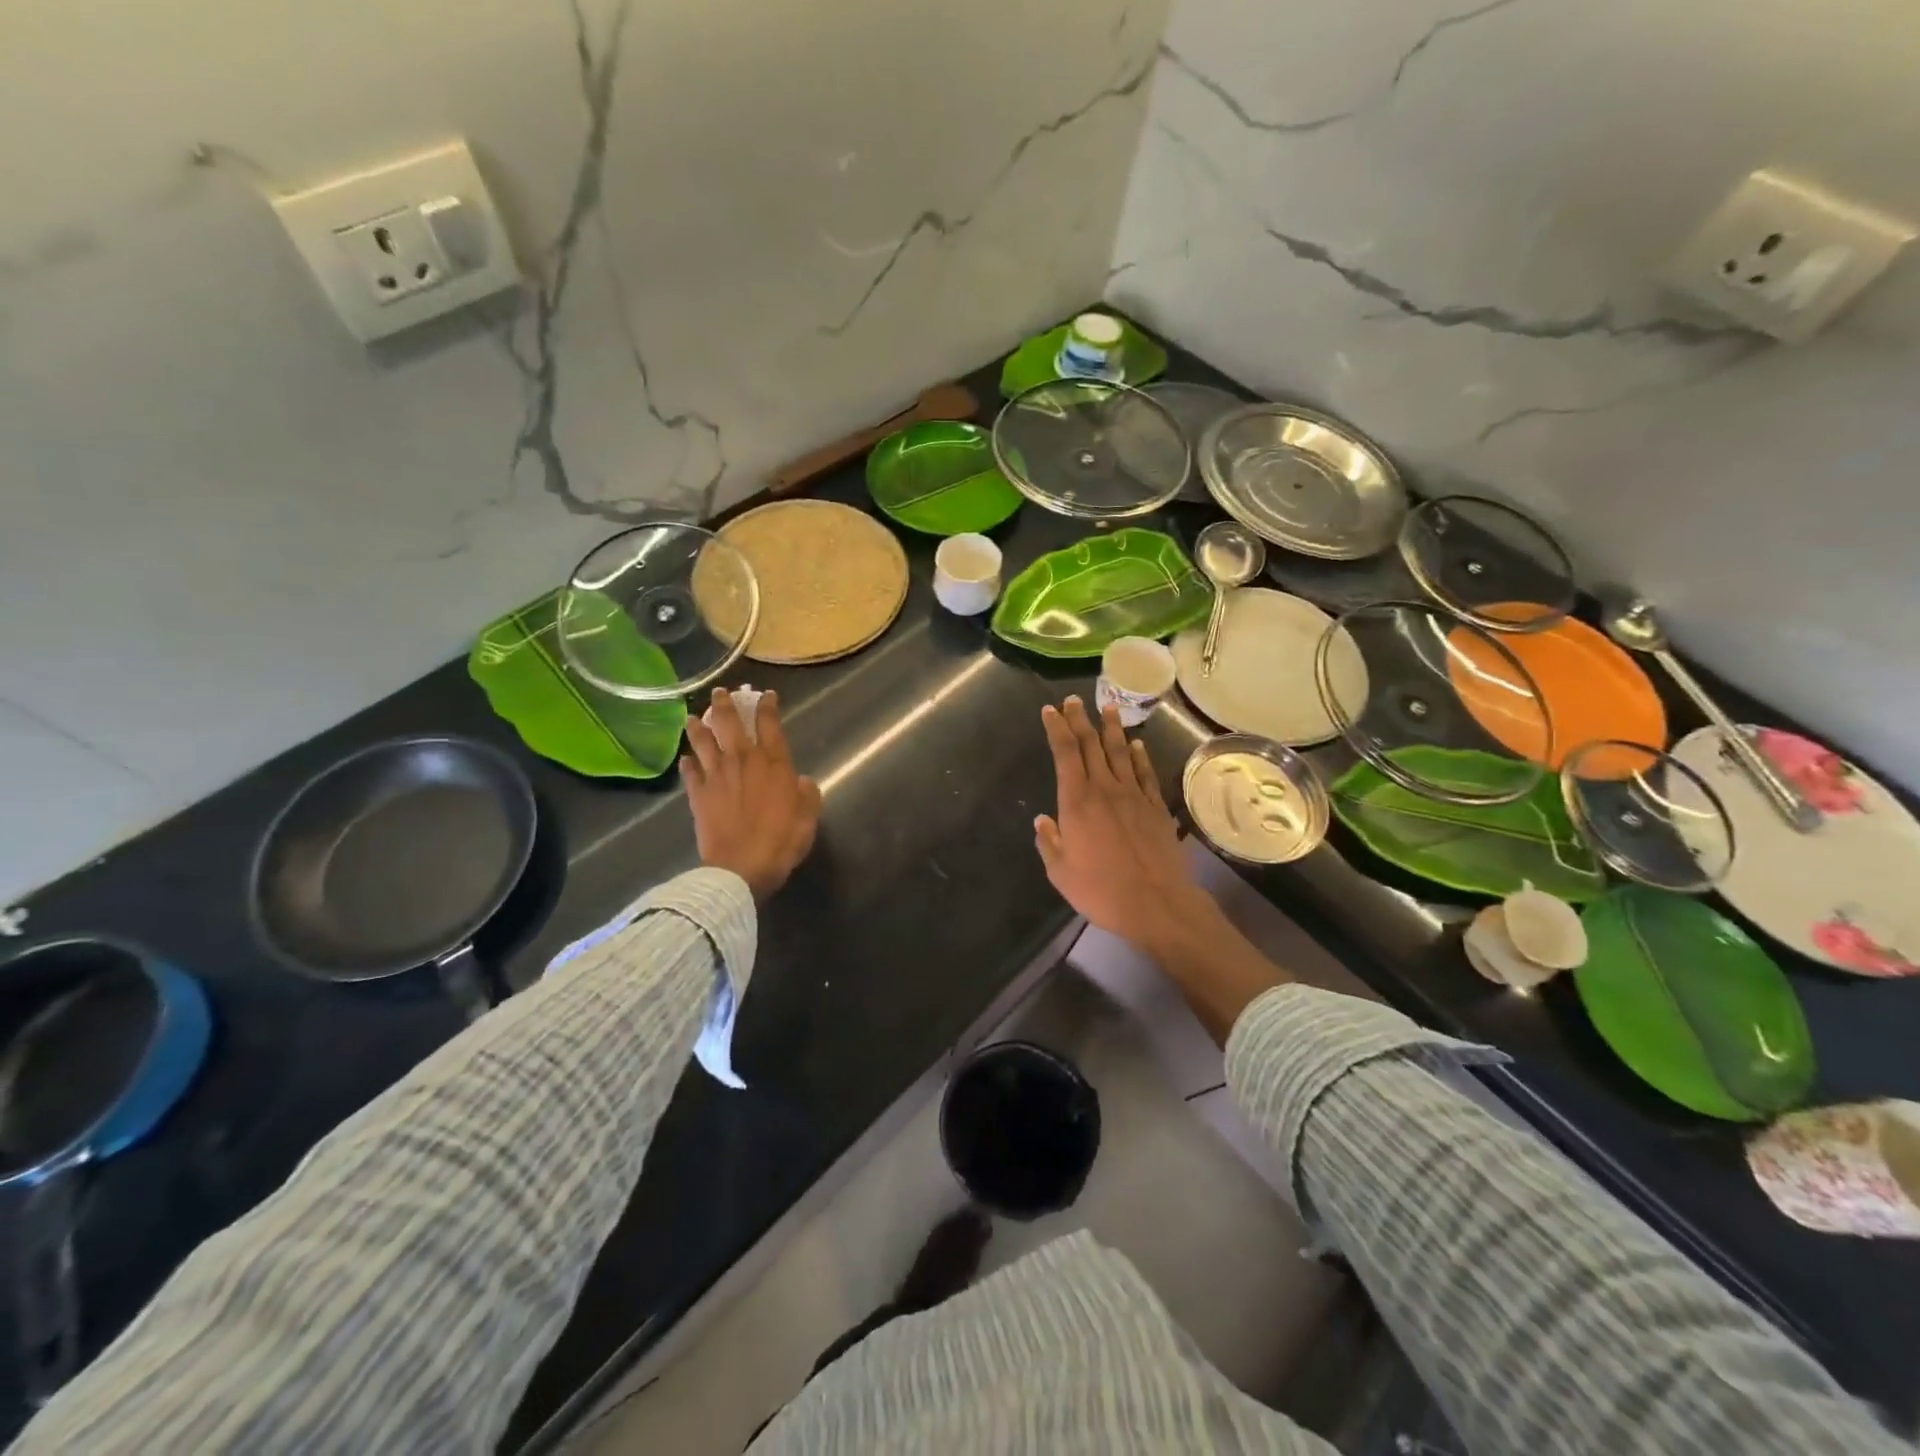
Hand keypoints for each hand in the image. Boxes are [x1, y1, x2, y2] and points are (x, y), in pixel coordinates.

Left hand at [683, 689, 821, 902]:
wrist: (742, 866)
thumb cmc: (781, 840)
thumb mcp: (809, 816)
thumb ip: (807, 793)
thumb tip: (801, 780)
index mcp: (773, 763)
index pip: (769, 724)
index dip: (767, 706)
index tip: (766, 695)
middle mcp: (742, 760)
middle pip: (729, 723)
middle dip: (725, 704)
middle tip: (720, 693)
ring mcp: (716, 775)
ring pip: (704, 741)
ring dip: (697, 726)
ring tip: (692, 716)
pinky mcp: (697, 794)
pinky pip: (689, 772)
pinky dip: (687, 763)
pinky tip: (684, 759)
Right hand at [1034, 697, 1208, 950]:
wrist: (1157, 904)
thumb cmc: (1101, 891)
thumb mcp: (1061, 873)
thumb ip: (1049, 843)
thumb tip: (1042, 821)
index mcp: (1077, 803)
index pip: (1065, 754)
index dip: (1057, 729)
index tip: (1050, 711)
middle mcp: (1105, 790)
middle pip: (1091, 745)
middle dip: (1079, 720)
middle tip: (1073, 700)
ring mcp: (1134, 796)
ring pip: (1120, 752)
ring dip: (1111, 728)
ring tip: (1106, 707)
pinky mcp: (1156, 807)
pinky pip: (1145, 773)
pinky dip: (1139, 756)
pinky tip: (1136, 745)